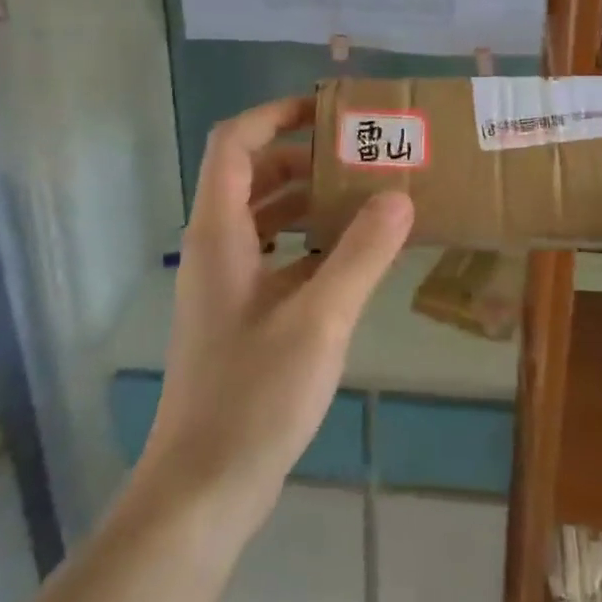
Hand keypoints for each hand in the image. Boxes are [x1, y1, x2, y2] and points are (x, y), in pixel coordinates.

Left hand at [136, 96, 412, 534]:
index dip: (276, 114)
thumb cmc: (253, 397)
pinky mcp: (242, 314)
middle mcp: (217, 247)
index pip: (235, 143)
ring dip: (311, 198)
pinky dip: (310, 240)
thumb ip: (361, 254)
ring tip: (368, 196)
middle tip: (364, 155)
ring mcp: (227, 283)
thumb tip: (399, 196)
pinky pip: (277, 254)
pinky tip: (353, 256)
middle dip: (306, 156)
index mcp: (219, 233)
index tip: (329, 111)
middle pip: (254, 174)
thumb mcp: (319, 320)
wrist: (202, 491)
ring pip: (266, 216)